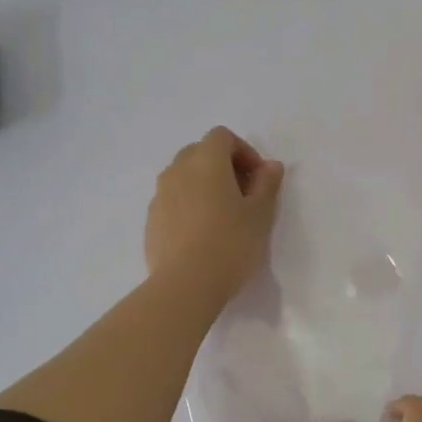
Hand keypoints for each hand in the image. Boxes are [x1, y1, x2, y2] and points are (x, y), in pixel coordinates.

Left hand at [144, 127, 284, 305]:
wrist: (185, 285)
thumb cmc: (230, 244)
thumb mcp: (261, 214)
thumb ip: (267, 184)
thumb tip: (270, 165)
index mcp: (206, 162)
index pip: (222, 137)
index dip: (244, 151)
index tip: (259, 178)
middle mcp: (177, 171)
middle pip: (199, 152)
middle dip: (223, 166)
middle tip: (243, 194)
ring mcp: (159, 196)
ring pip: (183, 177)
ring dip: (203, 185)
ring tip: (222, 216)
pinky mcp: (151, 221)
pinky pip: (172, 201)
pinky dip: (188, 205)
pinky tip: (202, 234)